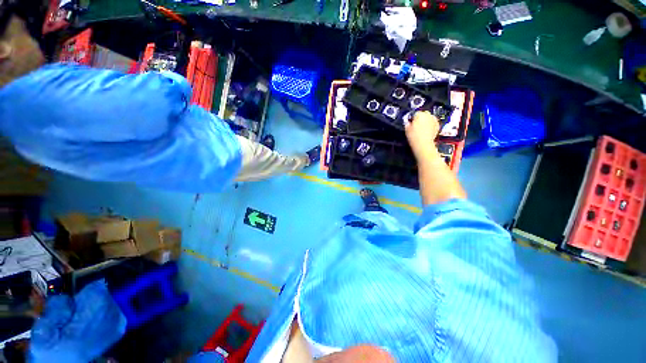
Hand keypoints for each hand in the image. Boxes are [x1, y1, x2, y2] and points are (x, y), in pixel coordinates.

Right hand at [404, 111, 439, 159]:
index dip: (413, 118)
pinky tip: (427, 131)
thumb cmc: (414, 137)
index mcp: (420, 114)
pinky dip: (431, 125)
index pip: (415, 113)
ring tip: (422, 128)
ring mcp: (434, 120)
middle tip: (416, 125)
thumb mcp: (407, 129)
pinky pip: (433, 123)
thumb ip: (407, 123)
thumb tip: (408, 122)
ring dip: (426, 121)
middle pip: (424, 114)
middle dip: (421, 118)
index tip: (411, 123)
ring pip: (429, 118)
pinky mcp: (438, 125)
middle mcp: (428, 115)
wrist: (423, 144)